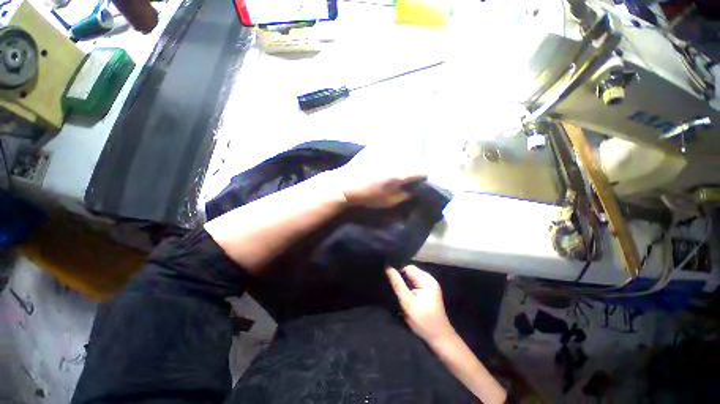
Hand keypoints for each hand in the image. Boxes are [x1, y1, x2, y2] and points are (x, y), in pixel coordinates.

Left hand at [332, 146, 425, 207]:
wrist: (345, 184)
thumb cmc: (367, 196)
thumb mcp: (389, 201)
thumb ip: (406, 194)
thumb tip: (415, 189)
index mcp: (401, 172)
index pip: (423, 169)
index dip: (423, 176)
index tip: (418, 181)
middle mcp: (397, 158)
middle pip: (415, 159)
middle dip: (414, 167)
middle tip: (406, 176)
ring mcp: (386, 149)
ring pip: (403, 152)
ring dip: (404, 159)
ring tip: (395, 168)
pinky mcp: (377, 145)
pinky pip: (391, 147)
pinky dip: (393, 153)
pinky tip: (385, 161)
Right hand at [386, 265, 454, 342]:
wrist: (439, 339)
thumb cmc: (424, 321)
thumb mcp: (408, 302)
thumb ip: (398, 284)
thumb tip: (388, 267)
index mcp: (426, 279)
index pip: (408, 267)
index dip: (397, 271)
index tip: (387, 278)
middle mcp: (429, 280)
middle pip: (409, 272)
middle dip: (400, 278)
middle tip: (391, 287)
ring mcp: (429, 287)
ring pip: (410, 279)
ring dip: (403, 284)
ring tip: (395, 292)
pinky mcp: (427, 293)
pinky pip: (414, 285)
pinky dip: (407, 289)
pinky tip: (403, 296)